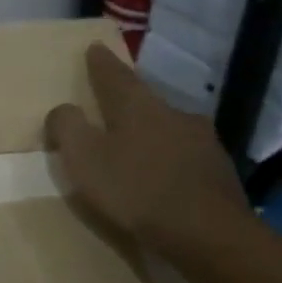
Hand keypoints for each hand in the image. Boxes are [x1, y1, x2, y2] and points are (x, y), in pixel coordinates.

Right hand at [45, 43, 250, 251]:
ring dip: (152, 134)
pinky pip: (187, 158)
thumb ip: (67, 128)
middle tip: (112, 107)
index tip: (94, 48)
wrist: (209, 234)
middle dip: (128, 103)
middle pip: (145, 101)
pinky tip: (165, 179)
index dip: (101, 63)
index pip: (115, 75)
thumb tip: (62, 109)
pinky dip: (171, 162)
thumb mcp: (85, 159)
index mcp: (138, 106)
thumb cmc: (136, 190)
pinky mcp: (219, 171)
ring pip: (169, 129)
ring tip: (137, 149)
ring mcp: (203, 142)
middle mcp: (174, 114)